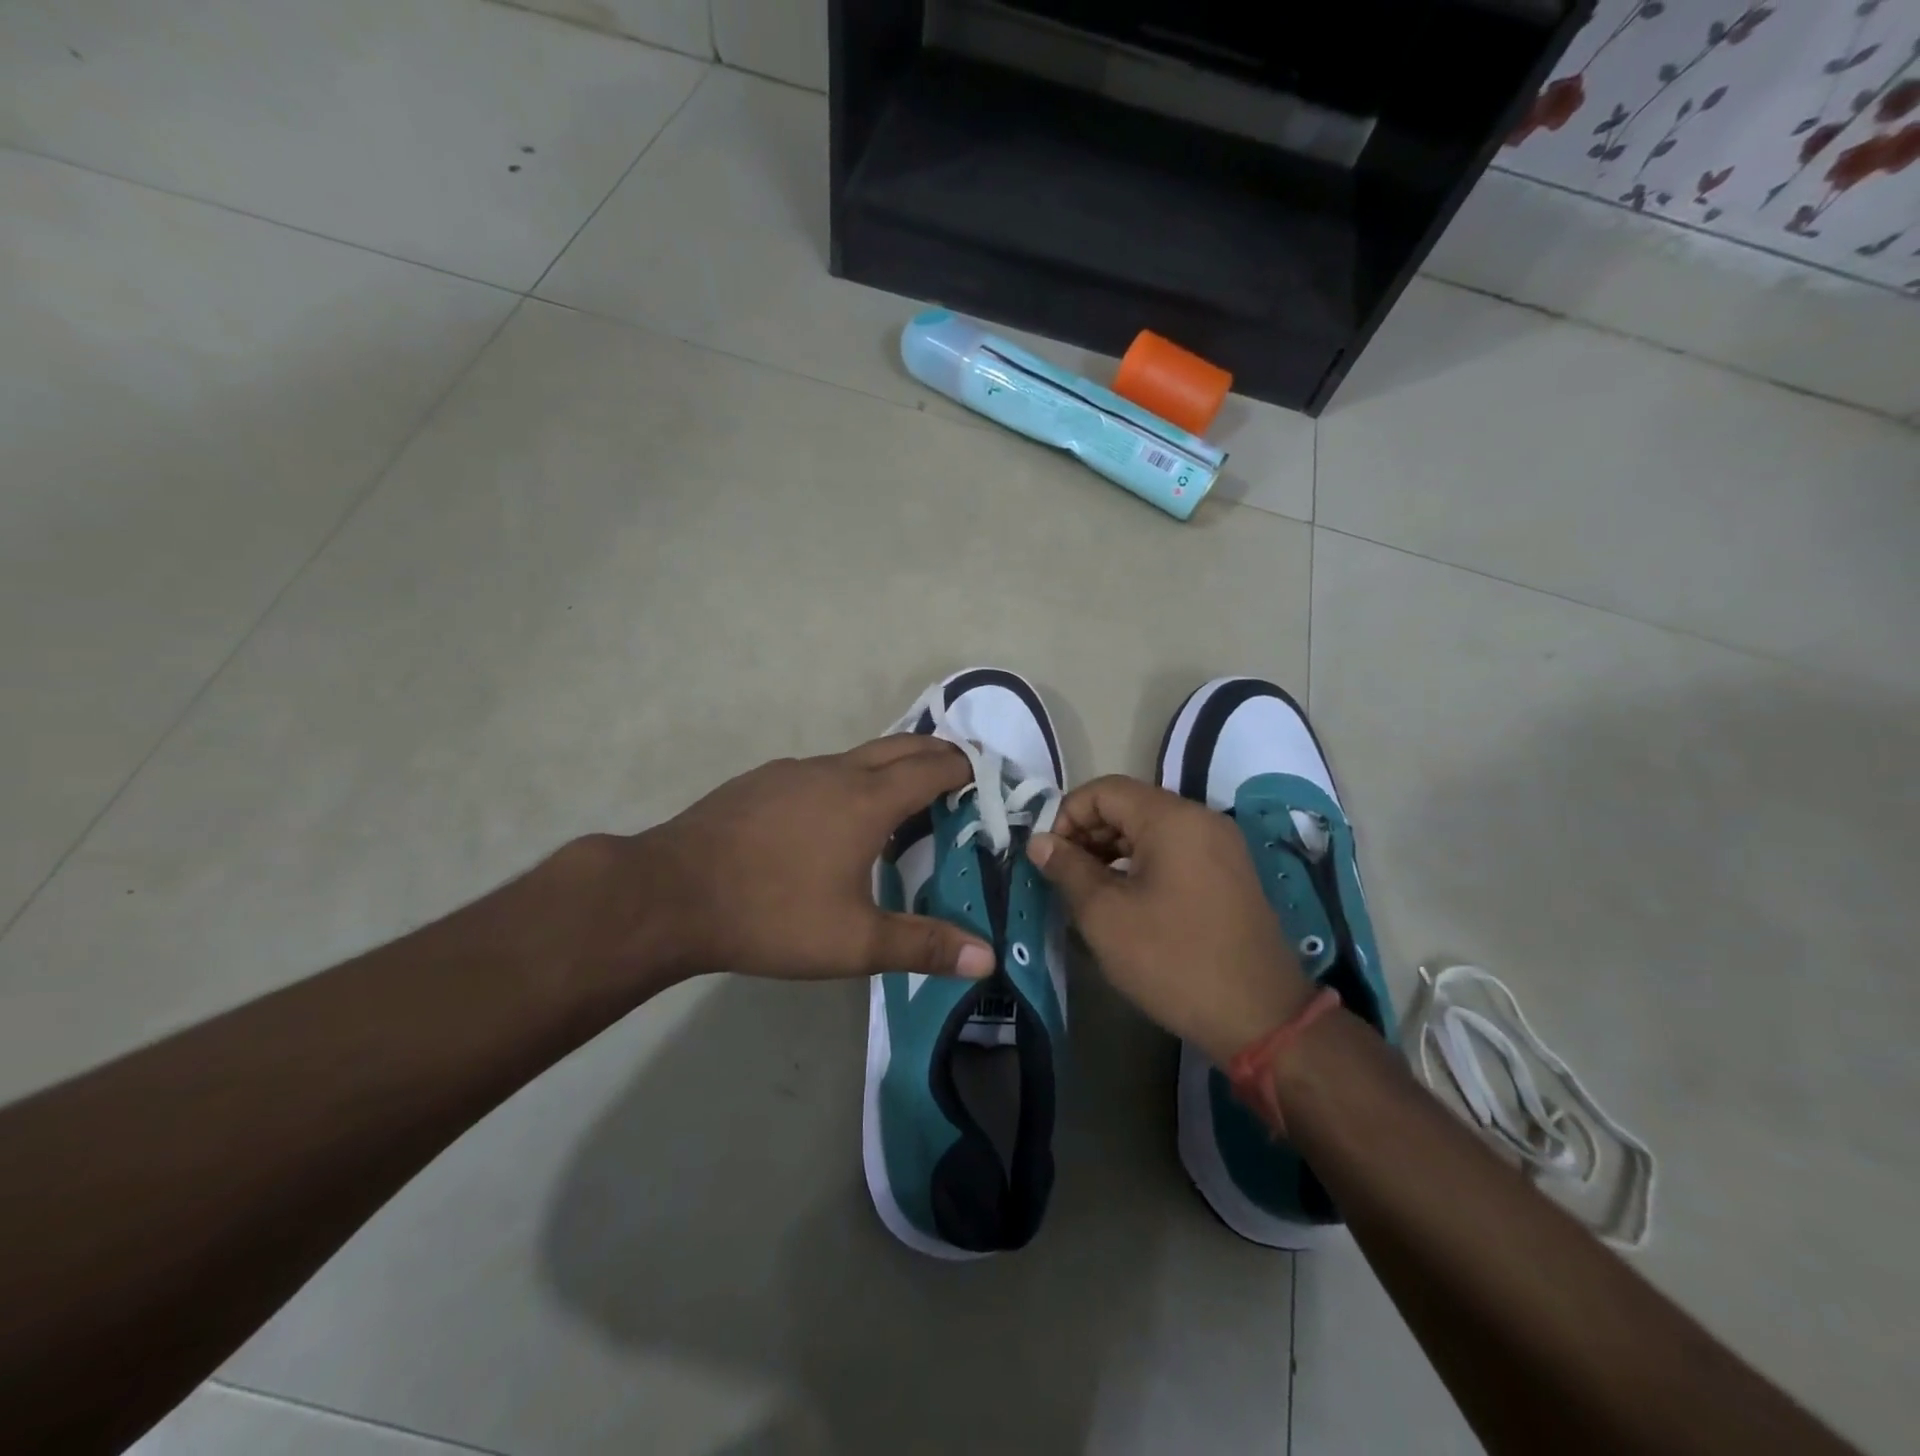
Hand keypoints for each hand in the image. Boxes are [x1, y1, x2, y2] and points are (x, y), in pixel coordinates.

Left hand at [573, 736, 998, 986]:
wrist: (670, 894)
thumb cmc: (771, 914)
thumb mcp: (853, 942)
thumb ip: (922, 945)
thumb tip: (987, 957)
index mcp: (868, 800)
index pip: (934, 768)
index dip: (967, 769)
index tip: (988, 781)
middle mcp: (836, 771)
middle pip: (902, 745)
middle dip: (938, 754)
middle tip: (961, 777)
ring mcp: (794, 770)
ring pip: (859, 755)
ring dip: (893, 765)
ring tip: (905, 797)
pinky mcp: (762, 780)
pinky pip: (823, 768)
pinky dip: (850, 778)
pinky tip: (834, 816)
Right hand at [1028, 775, 1312, 1065]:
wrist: (1261, 1018)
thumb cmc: (1173, 961)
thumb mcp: (1105, 916)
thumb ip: (1067, 869)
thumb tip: (1039, 842)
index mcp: (1172, 818)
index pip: (1104, 790)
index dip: (1066, 816)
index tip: (1048, 858)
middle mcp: (1201, 819)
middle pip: (1129, 805)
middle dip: (1088, 833)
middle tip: (1062, 876)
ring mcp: (1221, 845)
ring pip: (1151, 829)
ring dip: (1112, 850)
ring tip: (1087, 890)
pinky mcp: (1229, 872)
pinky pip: (1174, 850)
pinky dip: (1141, 864)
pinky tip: (1124, 899)